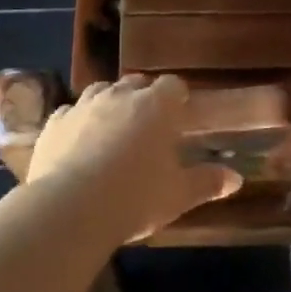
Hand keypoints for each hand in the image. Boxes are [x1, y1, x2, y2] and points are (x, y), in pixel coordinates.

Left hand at [26, 75, 240, 242]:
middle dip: (144, 97)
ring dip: (110, 103)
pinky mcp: (54, 123)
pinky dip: (78, 121)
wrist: (71, 208)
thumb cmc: (135, 197)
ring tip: (114, 129)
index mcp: (156, 106)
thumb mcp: (178, 195)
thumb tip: (236, 179)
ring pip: (101, 91)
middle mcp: (119, 95)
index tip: (180, 114)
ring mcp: (82, 105)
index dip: (178, 98)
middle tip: (149, 125)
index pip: (173, 85)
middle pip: (136, 83)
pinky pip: (70, 112)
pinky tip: (79, 141)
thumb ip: (207, 182)